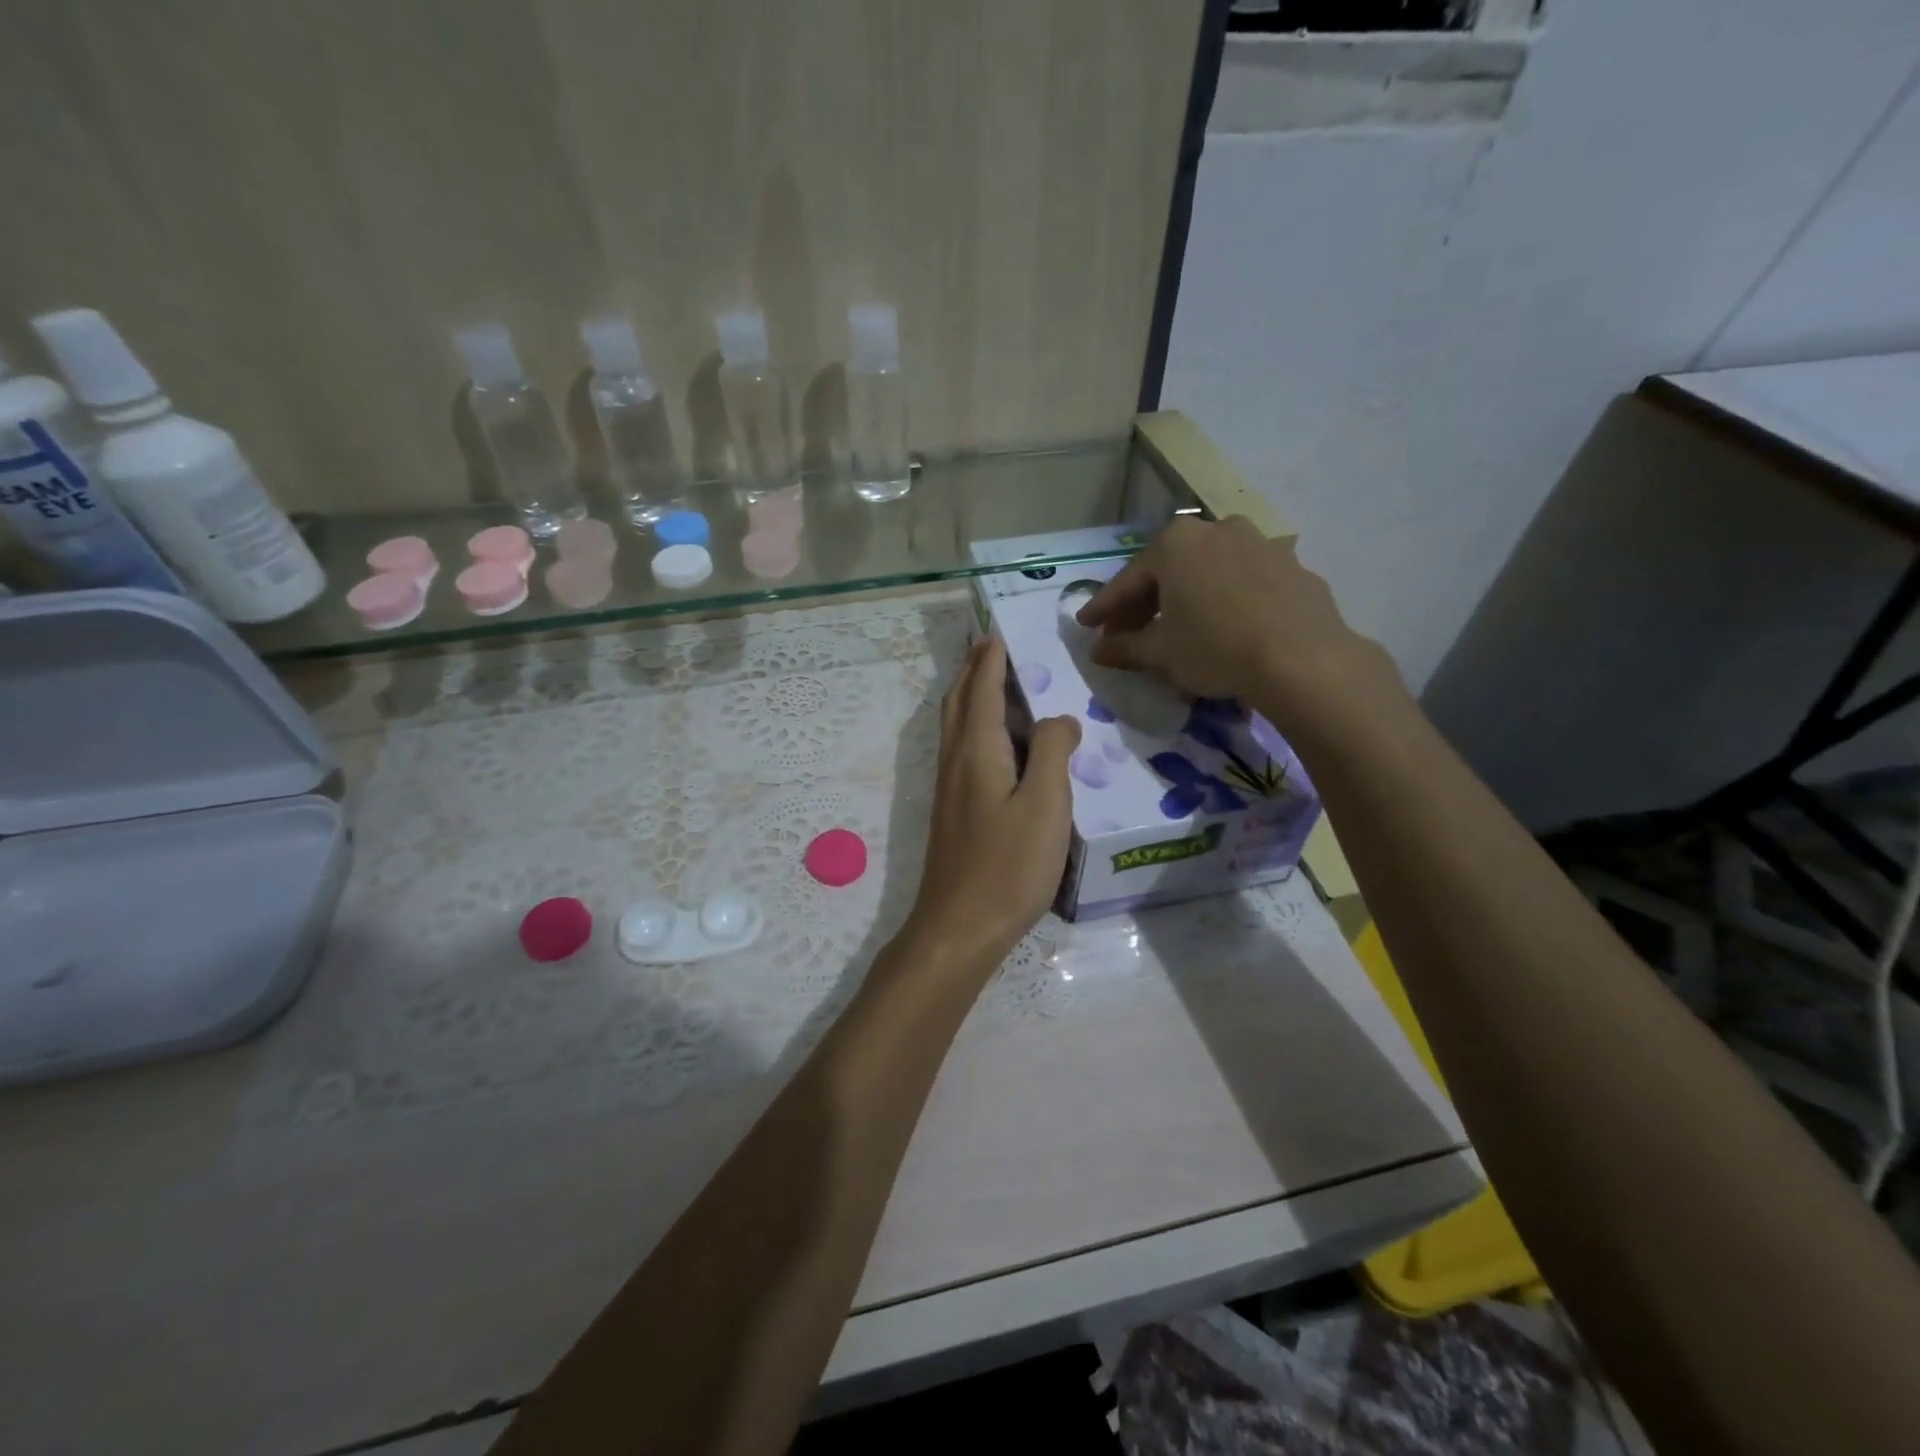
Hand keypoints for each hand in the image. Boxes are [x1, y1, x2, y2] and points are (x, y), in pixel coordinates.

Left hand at [905, 636, 1080, 968]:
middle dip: (974, 668)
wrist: (959, 926)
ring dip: (972, 695)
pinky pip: (963, 749)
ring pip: (957, 725)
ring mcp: (950, 787)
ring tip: (997, 681)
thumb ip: (1053, 752)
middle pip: (960, 700)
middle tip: (993, 645)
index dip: (992, 658)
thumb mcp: (1045, 805)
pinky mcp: (954, 810)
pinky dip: (976, 726)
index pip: (983, 688)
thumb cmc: (1007, 865)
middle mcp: (955, 759)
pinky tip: (998, 742)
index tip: (1000, 629)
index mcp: (977, 750)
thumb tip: (1060, 718)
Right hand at [1075, 516, 1393, 738]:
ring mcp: (1259, 543)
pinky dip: (1226, 600)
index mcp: (1176, 544)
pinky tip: (1226, 627)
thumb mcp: (1161, 653)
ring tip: (1178, 628)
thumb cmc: (1215, 648)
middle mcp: (1216, 530)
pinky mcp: (1292, 566)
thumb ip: (1125, 647)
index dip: (1104, 608)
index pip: (1128, 581)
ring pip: (1208, 572)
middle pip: (1168, 570)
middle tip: (1127, 633)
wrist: (1302, 659)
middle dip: (1144, 603)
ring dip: (1187, 597)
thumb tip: (1098, 651)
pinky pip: (1244, 582)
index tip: (1087, 626)